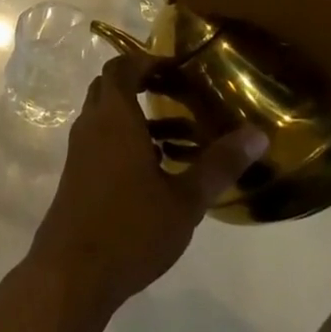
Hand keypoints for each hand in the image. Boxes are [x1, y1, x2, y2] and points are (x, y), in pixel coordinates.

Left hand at [28, 55, 268, 318]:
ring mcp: (81, 149)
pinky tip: (162, 169)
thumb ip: (219, 164)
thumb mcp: (184, 200)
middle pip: (112, 87)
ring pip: (109, 116)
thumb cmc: (131, 229)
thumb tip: (258, 134)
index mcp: (113, 118)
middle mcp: (92, 125)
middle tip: (185, 95)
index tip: (180, 68)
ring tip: (188, 137)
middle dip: (146, 84)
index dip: (148, 60)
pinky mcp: (79, 172)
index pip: (122, 68)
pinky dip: (130, 139)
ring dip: (142, 116)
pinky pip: (104, 139)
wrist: (72, 271)